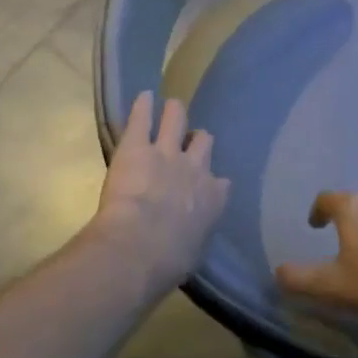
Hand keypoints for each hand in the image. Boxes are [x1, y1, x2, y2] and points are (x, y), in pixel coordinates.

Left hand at [90, 92, 230, 292]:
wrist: (141, 245)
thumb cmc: (169, 260)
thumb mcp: (192, 252)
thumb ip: (193, 237)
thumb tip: (184, 242)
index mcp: (212, 199)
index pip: (220, 184)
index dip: (211, 182)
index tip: (205, 184)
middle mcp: (196, 169)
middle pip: (203, 143)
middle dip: (197, 141)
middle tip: (188, 140)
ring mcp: (167, 152)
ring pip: (177, 119)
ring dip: (174, 113)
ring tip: (171, 107)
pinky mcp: (137, 145)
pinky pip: (143, 116)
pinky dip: (143, 106)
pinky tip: (143, 96)